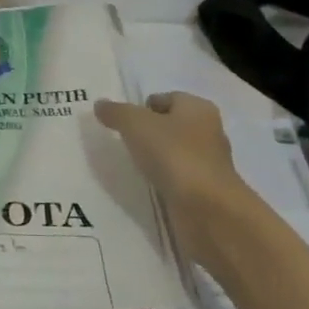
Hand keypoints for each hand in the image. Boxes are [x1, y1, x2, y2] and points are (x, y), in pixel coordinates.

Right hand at [95, 92, 248, 252]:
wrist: (207, 210)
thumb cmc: (174, 154)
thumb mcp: (136, 124)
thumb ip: (116, 112)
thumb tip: (100, 104)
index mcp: (198, 108)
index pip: (166, 99)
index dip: (143, 107)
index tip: (121, 123)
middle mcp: (208, 132)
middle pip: (171, 126)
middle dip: (148, 133)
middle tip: (122, 143)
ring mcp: (208, 164)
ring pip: (173, 154)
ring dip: (155, 159)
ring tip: (130, 166)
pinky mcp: (204, 192)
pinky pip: (177, 179)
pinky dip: (163, 181)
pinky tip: (146, 187)